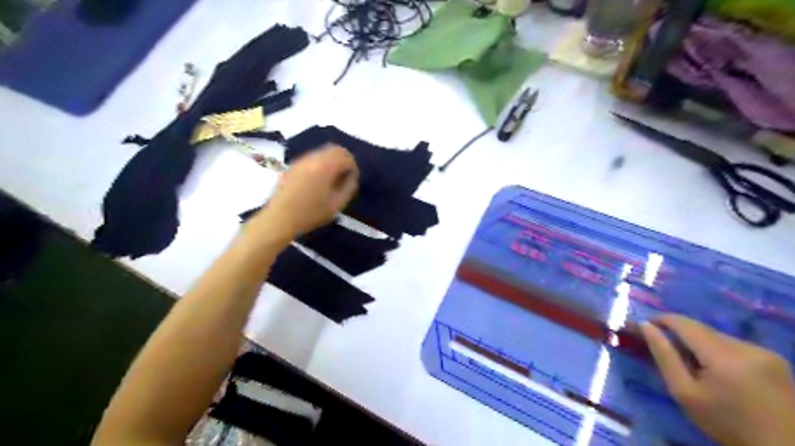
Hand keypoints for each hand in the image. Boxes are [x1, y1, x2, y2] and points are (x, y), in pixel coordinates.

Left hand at [253, 144, 359, 240]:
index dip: (353, 166)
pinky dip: (320, 164)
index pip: (345, 156)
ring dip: (331, 161)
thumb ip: (349, 188)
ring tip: (333, 179)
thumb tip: (352, 177)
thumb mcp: (336, 205)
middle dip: (344, 160)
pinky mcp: (293, 166)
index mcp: (325, 166)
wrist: (279, 219)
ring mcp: (300, 161)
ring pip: (322, 152)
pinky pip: (312, 158)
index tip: (354, 178)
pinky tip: (319, 181)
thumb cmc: (310, 214)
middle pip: (334, 149)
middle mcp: (312, 158)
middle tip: (346, 176)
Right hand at [639, 313, 793, 445]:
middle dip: (680, 334)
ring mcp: (765, 352)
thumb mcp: (684, 392)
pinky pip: (735, 345)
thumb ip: (664, 356)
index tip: (644, 324)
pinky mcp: (775, 359)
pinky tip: (718, 369)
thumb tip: (646, 326)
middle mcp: (747, 347)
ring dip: (700, 343)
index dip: (661, 319)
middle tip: (664, 347)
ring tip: (692, 363)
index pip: (684, 323)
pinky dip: (719, 351)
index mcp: (723, 356)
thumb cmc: (725, 423)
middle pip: (702, 329)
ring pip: (718, 336)